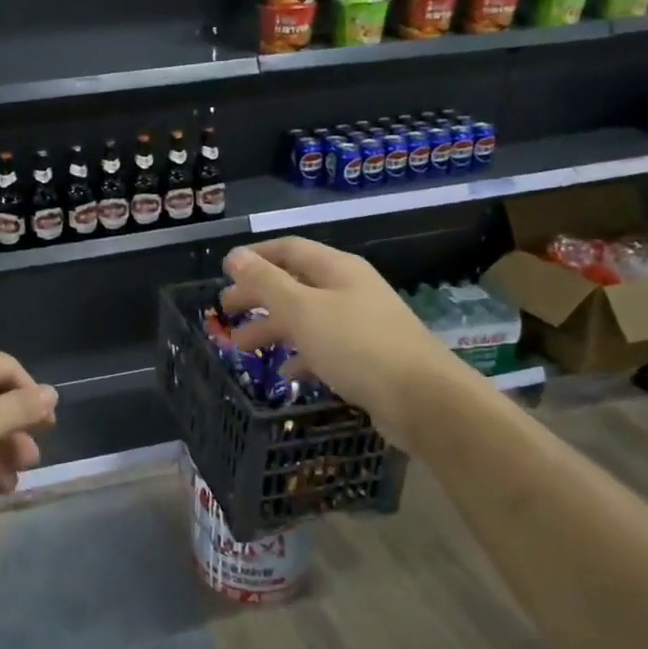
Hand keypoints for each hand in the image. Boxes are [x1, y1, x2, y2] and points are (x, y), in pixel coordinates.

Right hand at [219, 238, 456, 444]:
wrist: (422, 399)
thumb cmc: (356, 345)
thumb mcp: (302, 310)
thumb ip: (266, 283)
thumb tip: (235, 256)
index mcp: (337, 269)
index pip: (288, 250)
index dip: (255, 258)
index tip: (225, 273)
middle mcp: (350, 290)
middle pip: (295, 284)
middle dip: (258, 297)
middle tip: (226, 313)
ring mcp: (361, 324)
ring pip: (307, 318)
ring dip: (273, 329)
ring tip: (242, 348)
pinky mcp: (367, 357)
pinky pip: (325, 348)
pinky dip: (301, 355)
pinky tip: (286, 372)